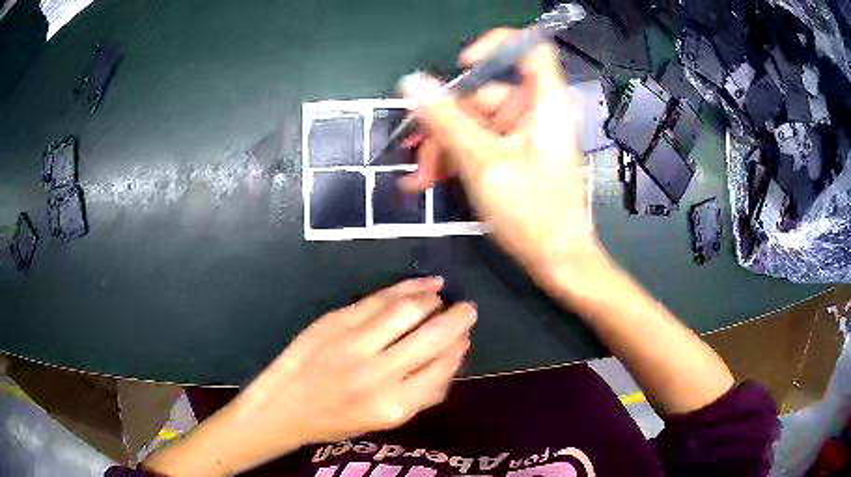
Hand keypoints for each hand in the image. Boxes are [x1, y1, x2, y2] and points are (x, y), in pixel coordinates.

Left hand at [229, 277, 474, 447]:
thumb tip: (453, 357)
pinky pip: (379, 299)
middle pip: (432, 336)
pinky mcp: (335, 321)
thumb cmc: (338, 420)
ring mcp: (353, 343)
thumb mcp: (386, 421)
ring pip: (407, 310)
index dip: (459, 348)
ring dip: (433, 300)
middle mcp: (377, 374)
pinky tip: (423, 285)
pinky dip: (407, 287)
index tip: (465, 338)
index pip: (442, 368)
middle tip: (468, 310)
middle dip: (458, 319)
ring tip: (442, 297)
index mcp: (393, 406)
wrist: (284, 406)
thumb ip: (423, 394)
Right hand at [399, 29, 605, 291]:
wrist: (557, 260)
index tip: (461, 67)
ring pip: (474, 123)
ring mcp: (524, 135)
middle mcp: (535, 112)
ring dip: (442, 146)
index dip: (494, 47)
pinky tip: (431, 179)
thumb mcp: (483, 162)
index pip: (528, 48)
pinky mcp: (515, 155)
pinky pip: (479, 143)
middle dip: (444, 121)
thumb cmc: (532, 212)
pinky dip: (455, 158)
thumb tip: (414, 84)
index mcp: (544, 102)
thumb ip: (446, 119)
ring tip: (419, 177)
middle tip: (413, 146)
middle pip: (484, 94)